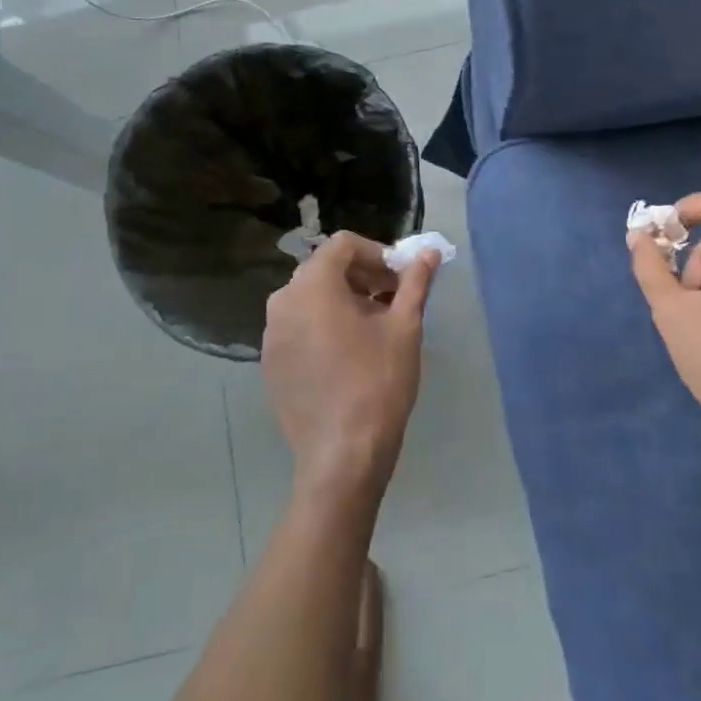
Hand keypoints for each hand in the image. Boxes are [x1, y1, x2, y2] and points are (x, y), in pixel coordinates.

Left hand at [263, 232, 440, 503]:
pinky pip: (298, 326)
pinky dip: (323, 324)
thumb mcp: (404, 327)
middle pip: (324, 269)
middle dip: (362, 276)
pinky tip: (349, 353)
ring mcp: (271, 335)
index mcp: (312, 285)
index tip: (401, 277)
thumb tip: (429, 252)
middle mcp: (282, 302)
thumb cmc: (378, 382)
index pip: (343, 245)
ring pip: (310, 298)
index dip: (377, 252)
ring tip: (375, 326)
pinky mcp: (270, 363)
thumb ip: (415, 282)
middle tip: (393, 299)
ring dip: (343, 300)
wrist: (342, 456)